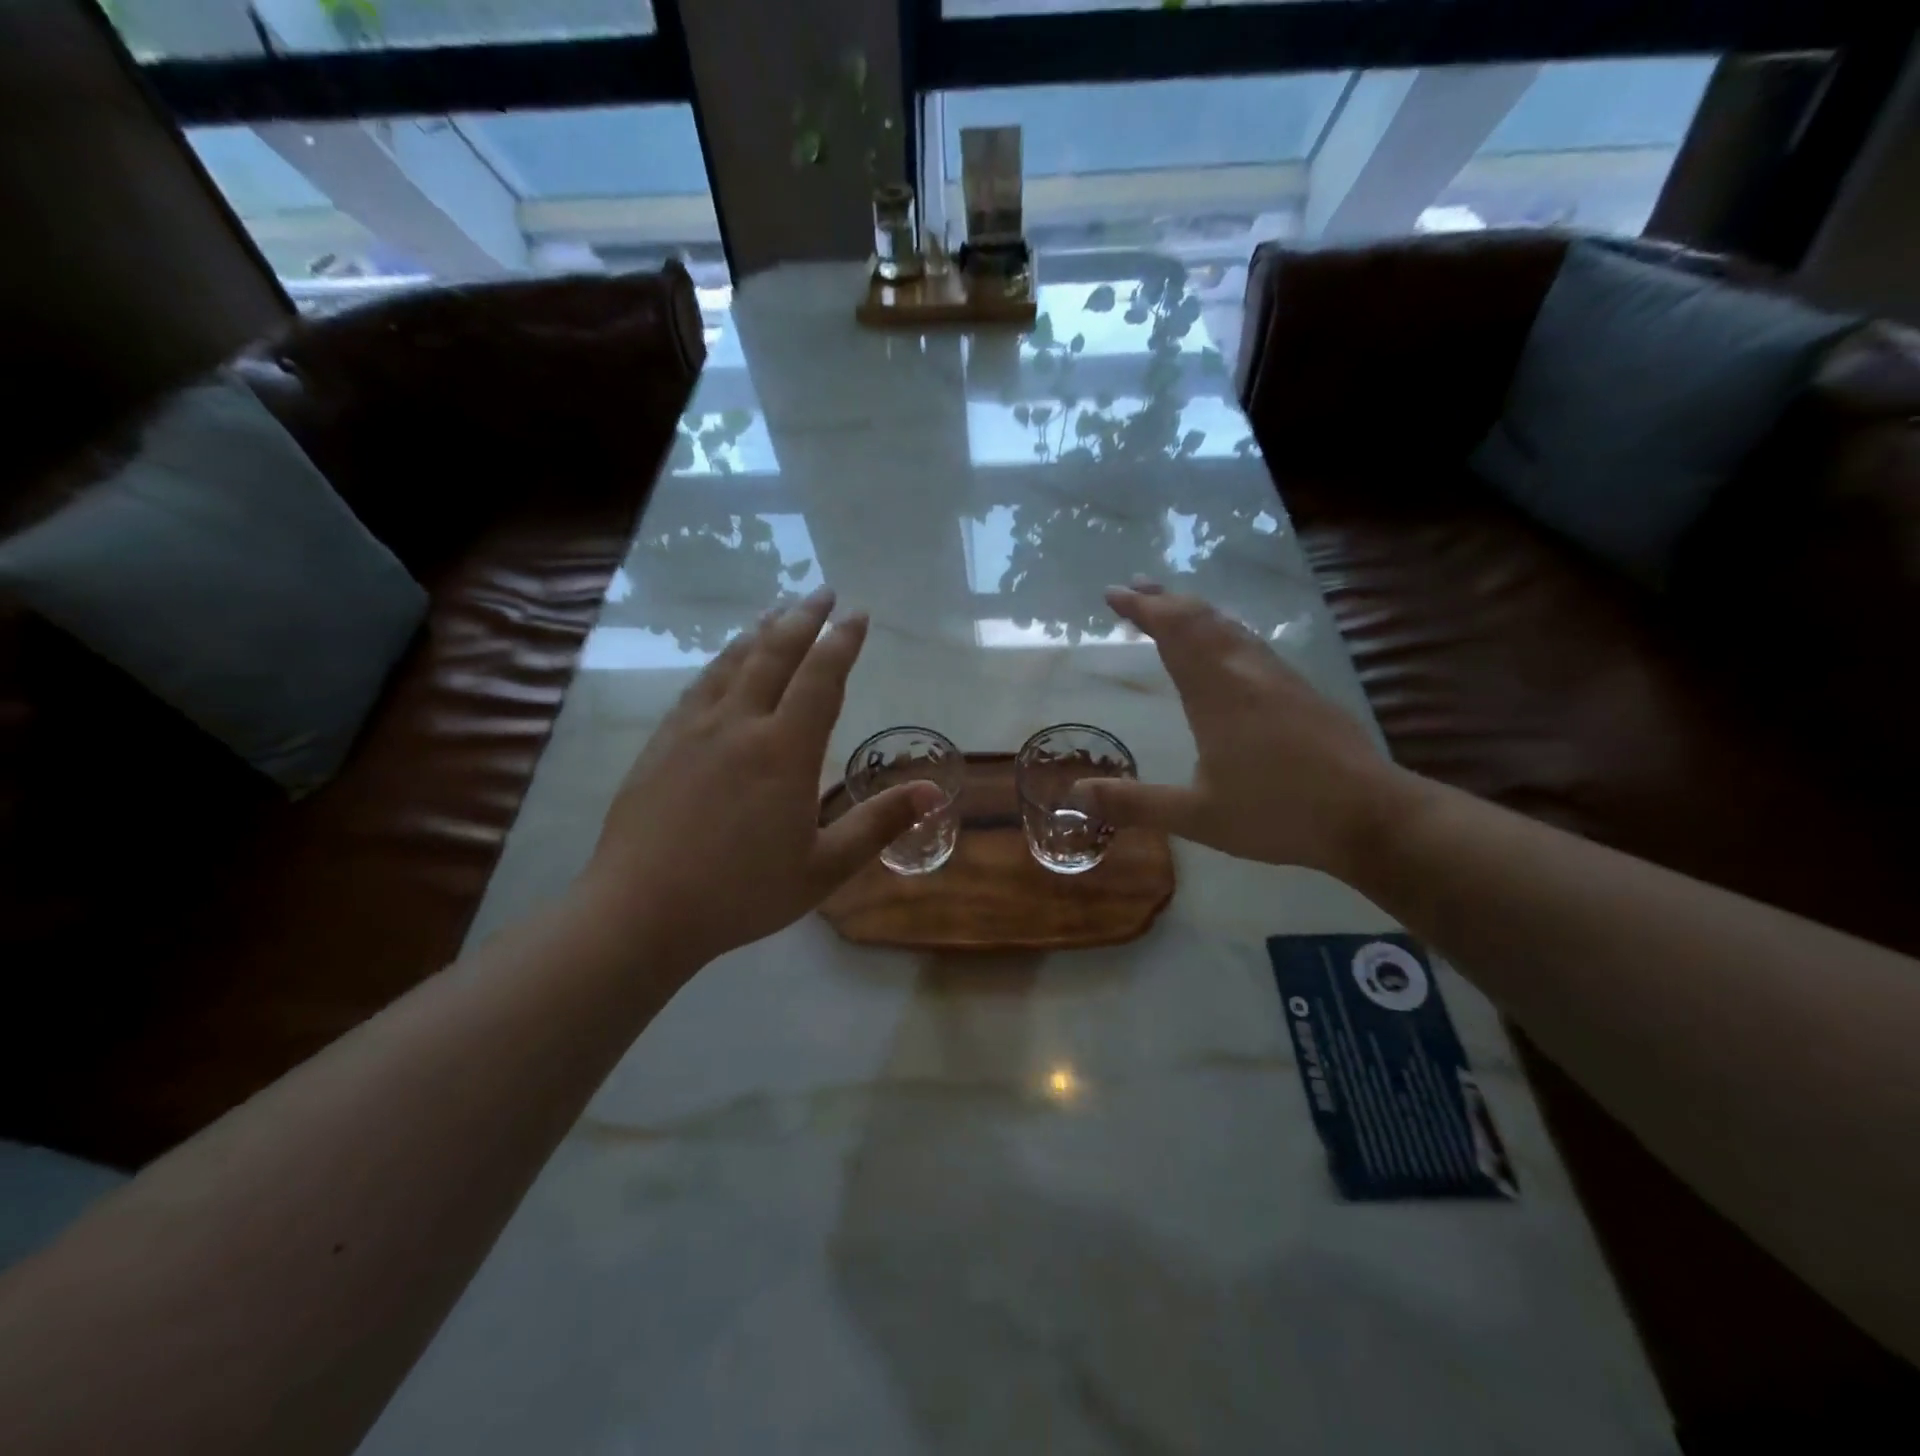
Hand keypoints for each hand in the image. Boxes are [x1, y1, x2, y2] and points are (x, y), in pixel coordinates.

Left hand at [580, 586, 941, 968]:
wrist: (640, 911)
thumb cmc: (742, 893)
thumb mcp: (824, 867)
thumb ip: (878, 824)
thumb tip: (932, 793)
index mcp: (784, 750)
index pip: (820, 678)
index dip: (842, 642)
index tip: (858, 614)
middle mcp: (739, 724)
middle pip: (775, 654)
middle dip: (803, 618)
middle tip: (823, 592)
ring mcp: (693, 730)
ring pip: (732, 663)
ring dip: (760, 632)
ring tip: (778, 612)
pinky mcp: (661, 744)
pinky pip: (698, 686)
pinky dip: (722, 662)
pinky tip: (724, 664)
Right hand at [1074, 582, 1409, 875]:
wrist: (1370, 815)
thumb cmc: (1278, 813)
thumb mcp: (1196, 816)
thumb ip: (1135, 803)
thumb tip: (1076, 795)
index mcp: (1217, 693)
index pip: (1173, 633)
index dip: (1142, 609)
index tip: (1113, 594)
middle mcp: (1246, 672)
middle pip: (1202, 619)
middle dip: (1164, 600)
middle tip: (1134, 588)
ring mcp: (1279, 677)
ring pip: (1230, 626)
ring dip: (1195, 611)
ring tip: (1171, 605)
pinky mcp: (1301, 690)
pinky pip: (1250, 642)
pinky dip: (1222, 629)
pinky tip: (1226, 644)